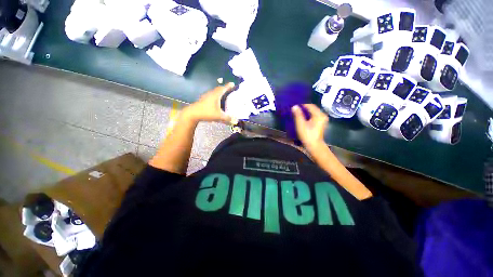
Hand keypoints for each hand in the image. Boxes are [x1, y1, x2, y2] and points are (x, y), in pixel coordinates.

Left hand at [183, 83, 234, 122]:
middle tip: (229, 89)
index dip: (228, 86)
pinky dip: (215, 96)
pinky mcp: (203, 99)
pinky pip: (211, 95)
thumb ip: (227, 118)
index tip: (233, 83)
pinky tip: (216, 101)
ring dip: (219, 92)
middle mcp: (211, 93)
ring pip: (214, 92)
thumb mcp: (219, 116)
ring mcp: (206, 96)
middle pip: (219, 89)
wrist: (193, 113)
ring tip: (224, 95)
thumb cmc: (207, 112)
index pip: (223, 88)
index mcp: (216, 95)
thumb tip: (235, 120)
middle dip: (224, 88)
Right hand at [292, 104, 328, 150]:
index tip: (294, 106)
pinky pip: (314, 116)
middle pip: (312, 108)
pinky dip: (308, 115)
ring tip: (297, 113)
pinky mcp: (320, 123)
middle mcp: (322, 115)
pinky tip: (302, 118)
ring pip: (313, 112)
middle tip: (295, 109)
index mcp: (319, 114)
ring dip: (305, 112)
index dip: (302, 105)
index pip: (310, 105)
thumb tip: (294, 106)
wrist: (314, 145)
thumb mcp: (301, 124)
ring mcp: (322, 119)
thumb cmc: (307, 135)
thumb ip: (298, 115)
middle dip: (303, 108)